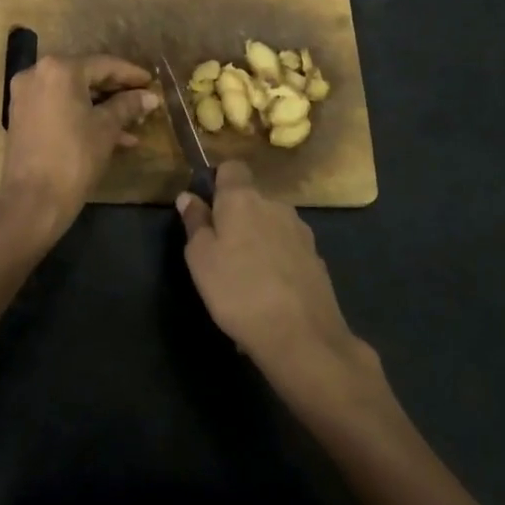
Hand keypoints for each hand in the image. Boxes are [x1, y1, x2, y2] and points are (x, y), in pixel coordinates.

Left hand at [0, 55, 158, 232]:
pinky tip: (110, 135)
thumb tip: (150, 96)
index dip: (131, 74)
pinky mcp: (21, 116)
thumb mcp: (106, 129)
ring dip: (101, 107)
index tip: (151, 82)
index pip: (103, 64)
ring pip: (72, 94)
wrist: (33, 200)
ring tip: (133, 124)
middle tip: (142, 101)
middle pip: (85, 76)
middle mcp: (37, 74)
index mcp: (59, 69)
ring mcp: (25, 95)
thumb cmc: (74, 157)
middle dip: (116, 92)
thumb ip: (128, 106)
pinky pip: (58, 107)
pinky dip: (81, 116)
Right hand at [176, 162, 367, 392]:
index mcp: (243, 199)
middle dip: (236, 216)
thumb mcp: (200, 258)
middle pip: (252, 199)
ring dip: (257, 240)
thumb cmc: (237, 291)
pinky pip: (287, 250)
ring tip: (244, 277)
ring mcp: (301, 231)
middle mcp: (276, 205)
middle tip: (219, 251)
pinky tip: (268, 292)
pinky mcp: (316, 258)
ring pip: (270, 225)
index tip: (206, 206)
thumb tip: (189, 196)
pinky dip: (276, 262)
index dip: (217, 180)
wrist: (301, 336)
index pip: (232, 167)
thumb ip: (195, 222)